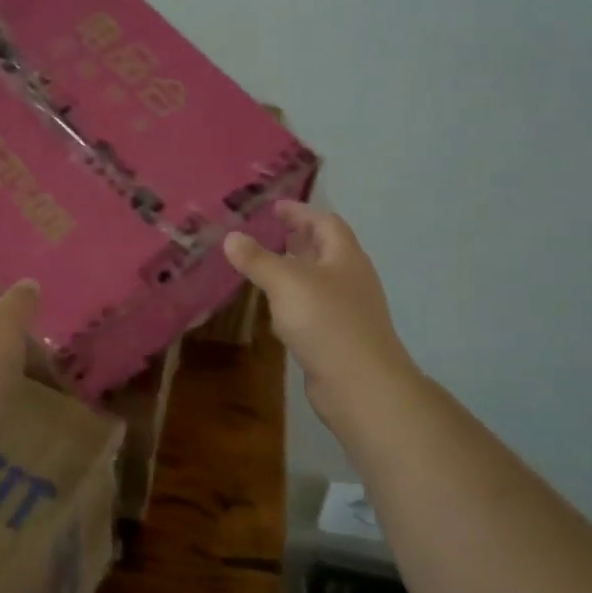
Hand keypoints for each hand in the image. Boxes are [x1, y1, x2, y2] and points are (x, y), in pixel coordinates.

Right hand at [224, 201, 414, 421]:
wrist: (361, 385)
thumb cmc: (326, 322)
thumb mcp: (286, 283)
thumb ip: (258, 259)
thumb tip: (231, 236)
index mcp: (345, 257)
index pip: (325, 222)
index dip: (300, 212)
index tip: (274, 208)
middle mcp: (350, 279)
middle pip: (324, 250)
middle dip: (297, 240)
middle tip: (268, 233)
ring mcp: (347, 310)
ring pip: (318, 281)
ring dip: (294, 271)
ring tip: (265, 267)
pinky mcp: (339, 338)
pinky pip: (314, 310)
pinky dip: (294, 302)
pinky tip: (275, 311)